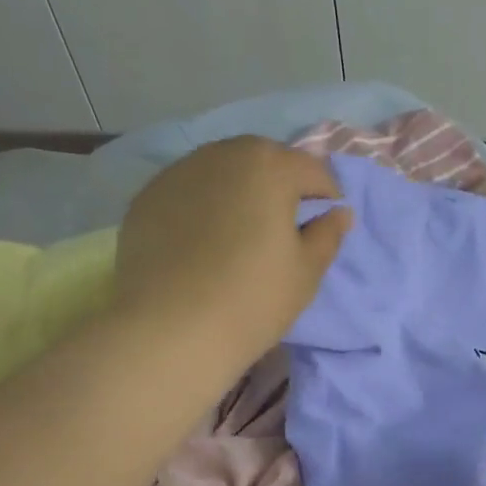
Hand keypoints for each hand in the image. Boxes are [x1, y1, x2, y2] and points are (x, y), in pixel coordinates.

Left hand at [110, 136, 352, 369]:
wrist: (171, 330)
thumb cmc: (254, 299)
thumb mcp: (306, 272)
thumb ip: (327, 235)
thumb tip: (339, 213)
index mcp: (269, 166)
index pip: (312, 170)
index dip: (326, 196)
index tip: (326, 225)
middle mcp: (222, 154)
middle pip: (263, 161)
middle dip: (280, 186)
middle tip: (285, 227)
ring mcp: (177, 173)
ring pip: (221, 172)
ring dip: (239, 192)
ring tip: (242, 232)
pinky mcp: (146, 198)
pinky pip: (188, 193)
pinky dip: (203, 208)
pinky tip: (204, 244)